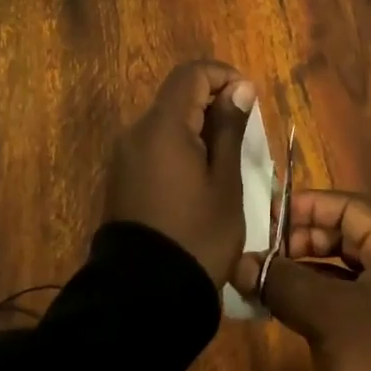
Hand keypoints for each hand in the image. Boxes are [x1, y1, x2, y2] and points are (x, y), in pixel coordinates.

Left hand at [108, 61, 254, 287]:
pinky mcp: (121, 178)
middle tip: (244, 135)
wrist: (144, 296)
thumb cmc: (197, 236)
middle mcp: (136, 132)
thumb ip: (229, 128)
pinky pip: (154, 146)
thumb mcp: (225, 182)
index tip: (249, 100)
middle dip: (213, 103)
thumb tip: (240, 87)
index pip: (191, 74)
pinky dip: (180, 148)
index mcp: (162, 126)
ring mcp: (124, 156)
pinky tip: (199, 179)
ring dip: (197, 127)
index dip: (223, 76)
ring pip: (166, 122)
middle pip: (177, 96)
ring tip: (225, 161)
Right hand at [233, 190, 370, 370]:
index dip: (309, 207)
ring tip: (267, 280)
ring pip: (346, 270)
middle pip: (349, 236)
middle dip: (303, 240)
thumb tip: (240, 264)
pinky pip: (348, 299)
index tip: (270, 218)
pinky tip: (286, 307)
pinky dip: (318, 298)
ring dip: (306, 271)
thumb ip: (282, 281)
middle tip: (266, 253)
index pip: (351, 207)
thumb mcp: (326, 316)